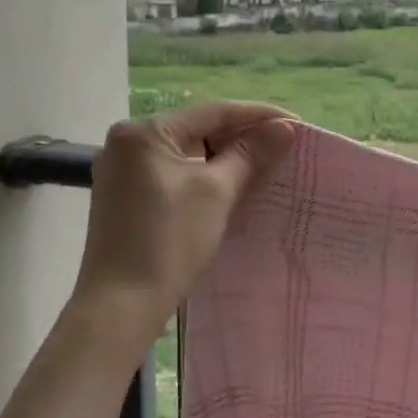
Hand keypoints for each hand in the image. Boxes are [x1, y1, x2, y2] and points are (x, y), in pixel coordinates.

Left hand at [70, 102, 296, 347]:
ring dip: (226, 162)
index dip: (258, 116)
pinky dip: (205, 180)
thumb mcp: (217, 192)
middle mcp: (128, 143)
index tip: (297, 123)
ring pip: (188, 156)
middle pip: (198, 131)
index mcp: (144, 132)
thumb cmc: (170, 240)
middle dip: (242, 140)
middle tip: (285, 149)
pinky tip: (233, 189)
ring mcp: (124, 173)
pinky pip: (176, 176)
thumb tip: (284, 127)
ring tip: (266, 169)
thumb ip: (251, 154)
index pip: (213, 113)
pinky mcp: (128, 199)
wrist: (121, 305)